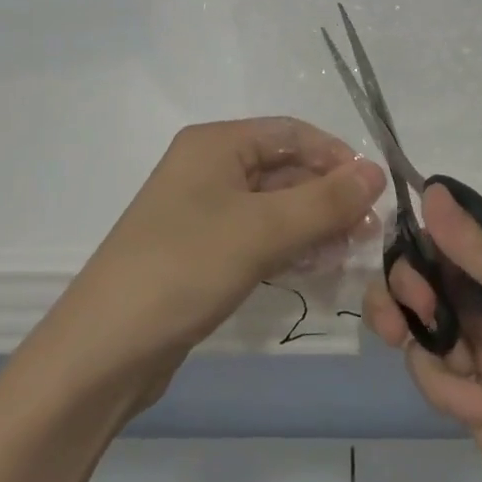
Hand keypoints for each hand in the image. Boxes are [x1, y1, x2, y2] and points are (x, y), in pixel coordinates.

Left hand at [49, 118, 385, 401]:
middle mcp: (207, 168)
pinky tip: (315, 269)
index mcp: (215, 144)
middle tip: (369, 232)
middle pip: (283, 168)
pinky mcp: (200, 252)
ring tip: (350, 253)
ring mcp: (201, 211)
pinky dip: (288, 247)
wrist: (105, 349)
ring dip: (313, 224)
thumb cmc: (185, 267)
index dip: (336, 156)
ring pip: (273, 206)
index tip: (374, 192)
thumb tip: (376, 171)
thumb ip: (325, 200)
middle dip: (328, 196)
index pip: (291, 133)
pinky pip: (256, 236)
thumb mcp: (263, 229)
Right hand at [365, 184, 481, 481]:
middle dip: (408, 330)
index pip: (429, 252)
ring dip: (453, 393)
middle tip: (402, 343)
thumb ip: (477, 250)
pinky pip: (464, 412)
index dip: (408, 276)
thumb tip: (429, 189)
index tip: (414, 305)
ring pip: (433, 363)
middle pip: (417, 307)